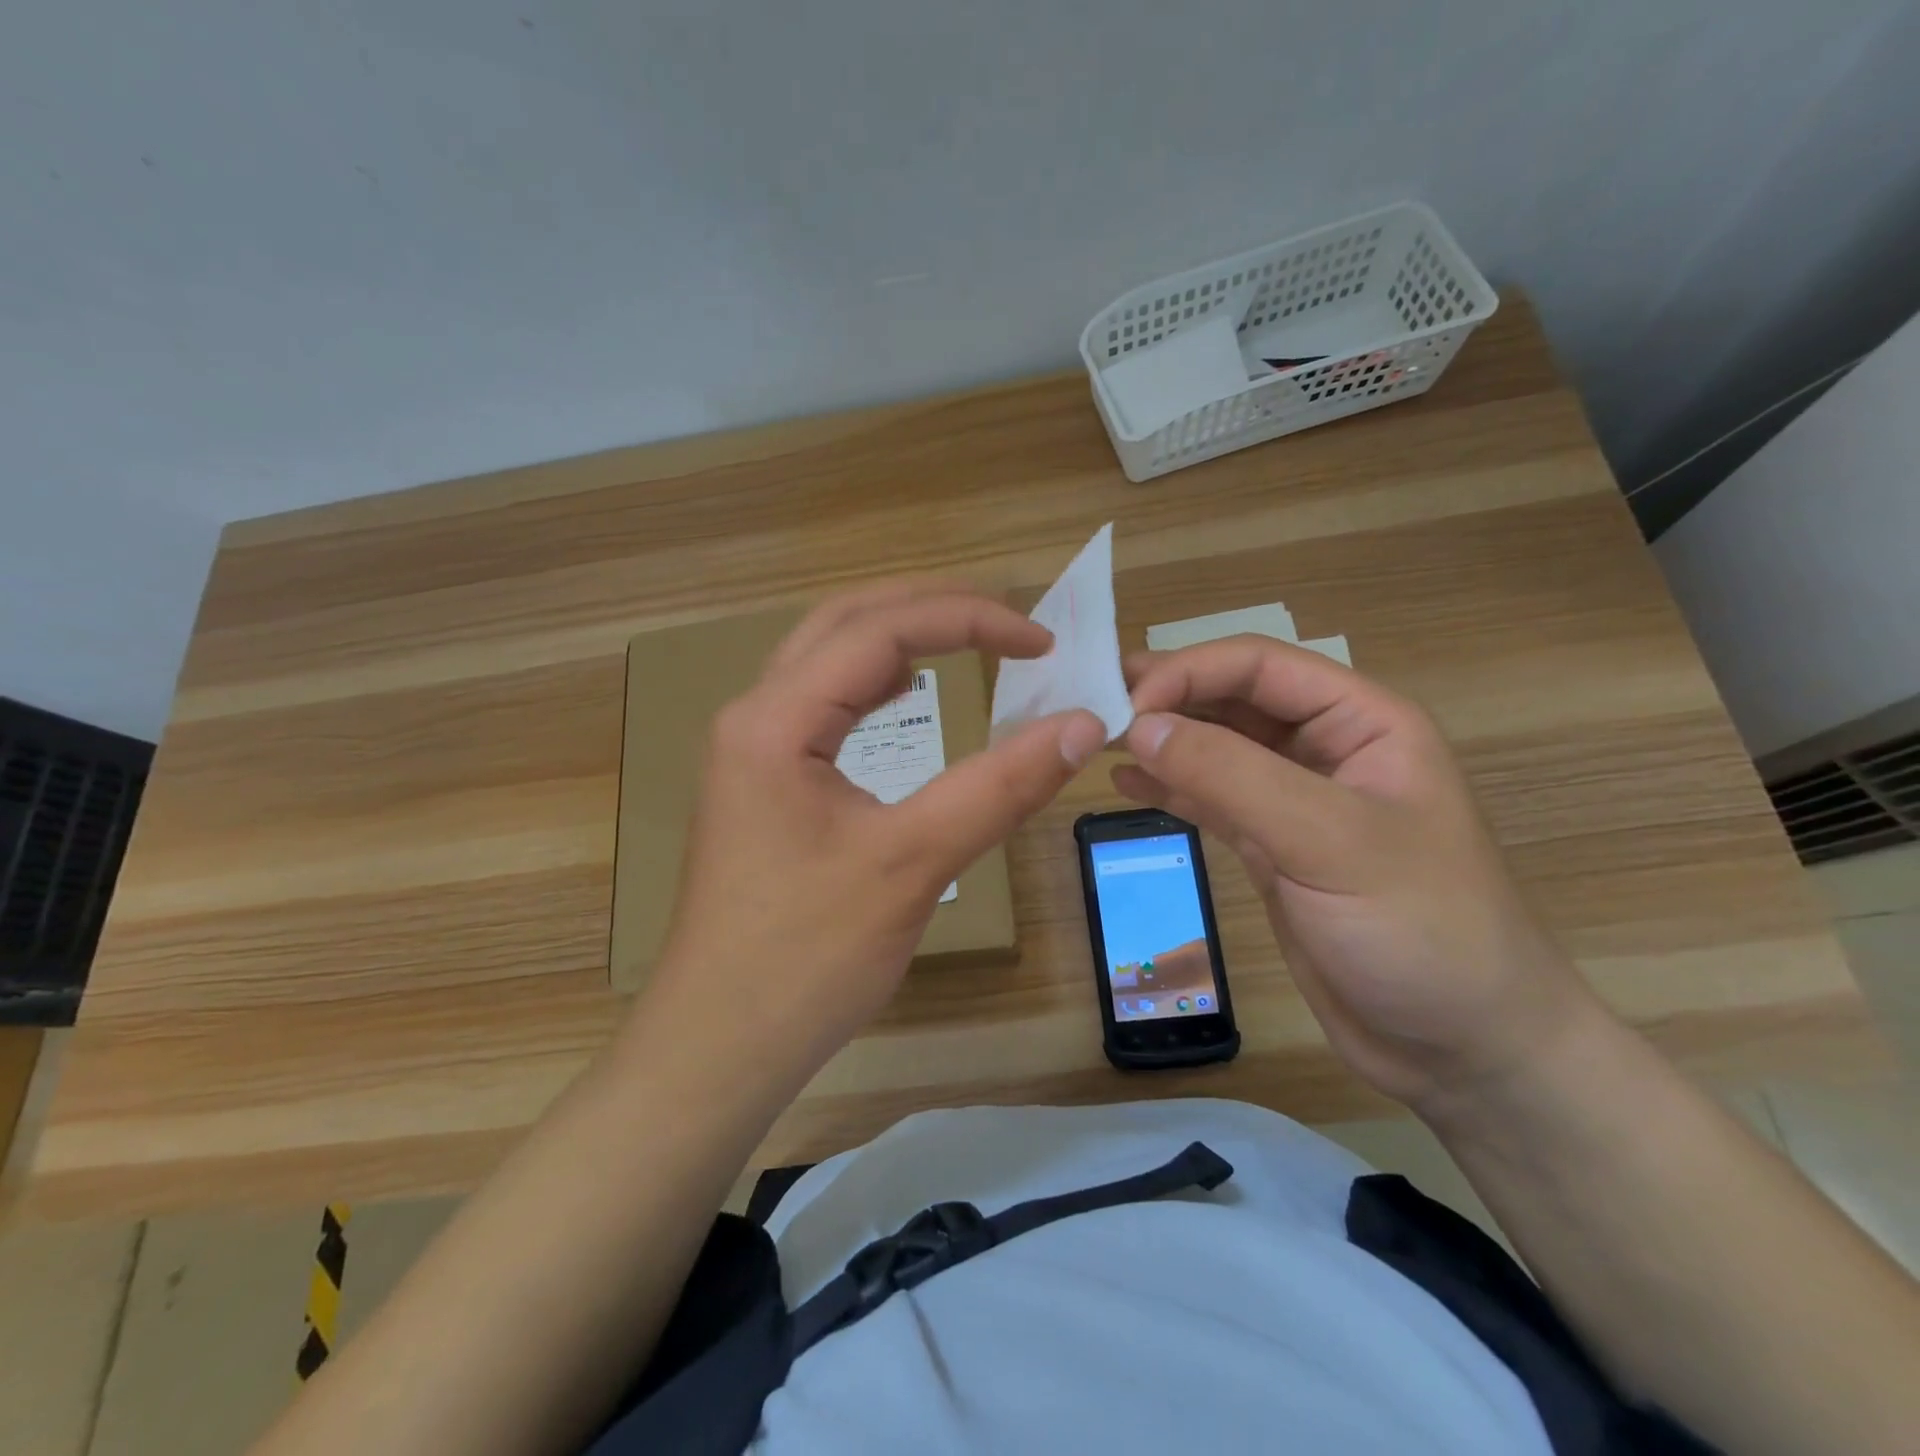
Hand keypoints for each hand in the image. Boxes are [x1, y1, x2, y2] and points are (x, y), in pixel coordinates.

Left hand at [642, 582, 1106, 1085]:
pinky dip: (874, 684)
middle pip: (844, 623)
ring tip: (969, 641)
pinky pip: (823, 705)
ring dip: (899, 638)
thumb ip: (999, 788)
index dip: (969, 619)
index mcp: (775, 720)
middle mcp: (754, 717)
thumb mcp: (913, 864)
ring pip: (828, 660)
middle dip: (930, 608)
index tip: (1043, 641)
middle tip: (1008, 622)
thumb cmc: (807, 957)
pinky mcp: (764, 784)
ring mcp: (752, 751)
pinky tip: (907, 692)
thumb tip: (1083, 726)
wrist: (720, 1045)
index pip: (880, 630)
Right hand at [1115, 636, 1600, 1112]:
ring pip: (1216, 749)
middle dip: (1166, 698)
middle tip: (1093, 708)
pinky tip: (1125, 784)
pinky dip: (1168, 788)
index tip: (1126, 707)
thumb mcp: (1329, 841)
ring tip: (1096, 740)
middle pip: (1232, 699)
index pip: (1259, 666)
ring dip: (1161, 740)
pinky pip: (1210, 800)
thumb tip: (1140, 725)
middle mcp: (1326, 750)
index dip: (1188, 672)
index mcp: (1362, 722)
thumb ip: (1232, 776)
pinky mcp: (1271, 849)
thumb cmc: (1420, 930)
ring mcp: (1295, 802)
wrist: (1463, 1049)